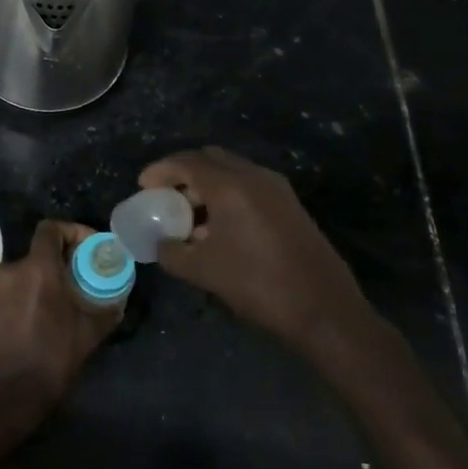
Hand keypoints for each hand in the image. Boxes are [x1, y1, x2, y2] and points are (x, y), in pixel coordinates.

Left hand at [0, 219, 118, 410]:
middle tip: (78, 280)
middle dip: (59, 262)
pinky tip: (36, 321)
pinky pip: (8, 292)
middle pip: (37, 253)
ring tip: (58, 304)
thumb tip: (118, 299)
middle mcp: (10, 270)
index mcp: (37, 268)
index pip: (50, 228)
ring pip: (22, 273)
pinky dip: (23, 297)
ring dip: (40, 281)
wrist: (7, 395)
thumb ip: (107, 309)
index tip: (87, 248)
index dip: (71, 231)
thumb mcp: (89, 333)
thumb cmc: (52, 357)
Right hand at [139, 146, 373, 349]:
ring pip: (233, 172)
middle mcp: (255, 177)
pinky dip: (228, 196)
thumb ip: (172, 253)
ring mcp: (277, 190)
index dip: (161, 170)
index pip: (187, 162)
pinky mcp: (290, 206)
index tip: (143, 185)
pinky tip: (218, 228)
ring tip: (188, 215)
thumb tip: (161, 245)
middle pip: (211, 159)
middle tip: (165, 194)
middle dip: (184, 172)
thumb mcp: (203, 271)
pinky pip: (250, 188)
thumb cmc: (257, 284)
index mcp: (231, 185)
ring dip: (207, 186)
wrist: (324, 309)